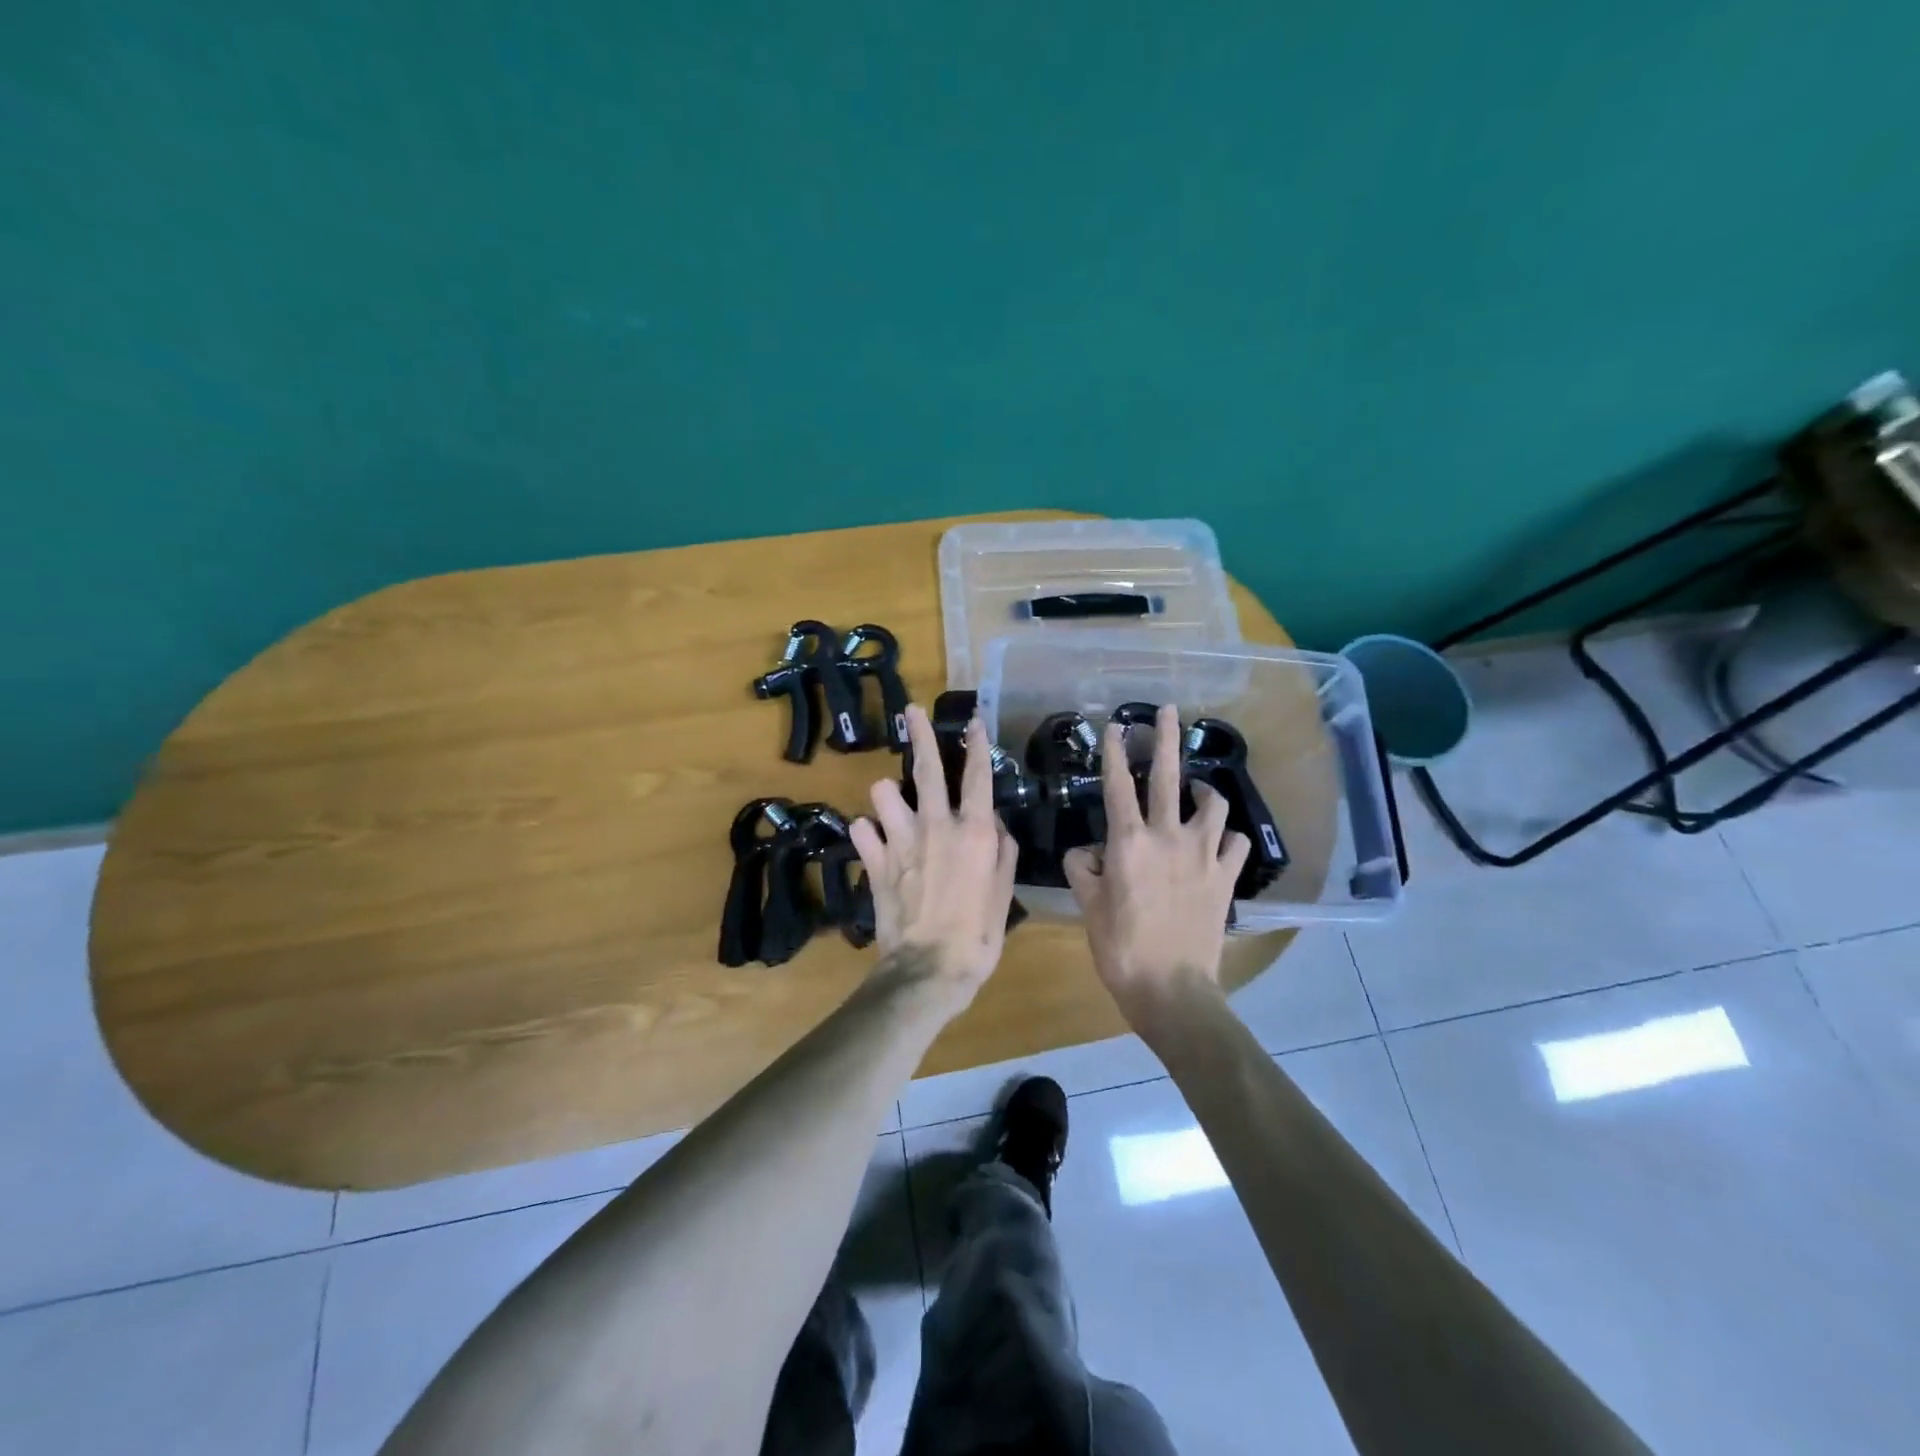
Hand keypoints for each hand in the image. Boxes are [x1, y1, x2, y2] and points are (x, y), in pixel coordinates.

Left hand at [849, 704, 1018, 997]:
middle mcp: (935, 826)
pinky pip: (862, 830)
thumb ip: (1002, 851)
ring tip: (893, 805)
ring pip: (883, 792)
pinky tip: (875, 841)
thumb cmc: (977, 936)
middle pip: (926, 769)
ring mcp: (900, 841)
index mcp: (973, 832)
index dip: (977, 745)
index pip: (977, 777)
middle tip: (912, 711)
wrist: (929, 969)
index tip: (974, 722)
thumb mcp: (1003, 894)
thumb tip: (993, 824)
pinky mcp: (874, 861)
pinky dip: (868, 832)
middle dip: (920, 735)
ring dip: (888, 794)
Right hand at [1063, 704, 1248, 1016]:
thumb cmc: (1120, 948)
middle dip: (1166, 738)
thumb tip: (1085, 851)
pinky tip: (1219, 840)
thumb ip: (1081, 869)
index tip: (1115, 724)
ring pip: (1212, 804)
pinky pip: (1234, 842)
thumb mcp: (1088, 907)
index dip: (1115, 751)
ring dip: (1204, 790)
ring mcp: (1202, 855)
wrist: (1172, 989)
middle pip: (1169, 776)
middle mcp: (1168, 837)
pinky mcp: (1226, 876)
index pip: (1118, 785)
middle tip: (1168, 710)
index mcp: (1128, 842)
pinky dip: (1226, 836)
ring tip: (1197, 789)